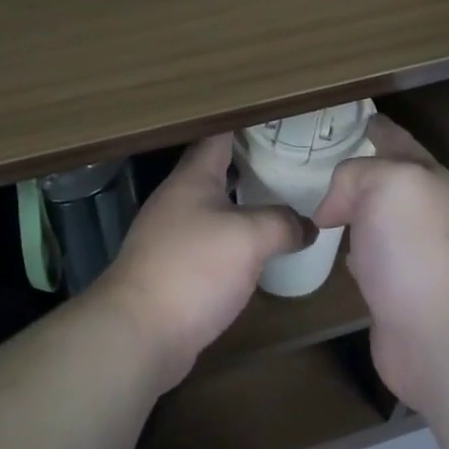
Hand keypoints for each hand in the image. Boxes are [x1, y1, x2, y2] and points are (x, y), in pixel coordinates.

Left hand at [93, 136, 311, 389]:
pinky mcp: (174, 268)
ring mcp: (172, 234)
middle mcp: (178, 199)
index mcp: (192, 178)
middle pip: (217, 170)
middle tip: (293, 159)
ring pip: (215, 207)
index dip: (246, 122)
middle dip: (252, 162)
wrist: (140, 332)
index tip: (278, 117)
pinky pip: (212, 241)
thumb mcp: (249, 238)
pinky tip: (260, 249)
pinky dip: (236, 238)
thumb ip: (283, 223)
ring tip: (284, 200)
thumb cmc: (193, 268)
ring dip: (245, 202)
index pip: (219, 135)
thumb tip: (308, 226)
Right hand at [311, 116, 448, 407]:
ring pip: (373, 216)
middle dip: (357, 166)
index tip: (349, 118)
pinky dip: (350, 246)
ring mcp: (410, 251)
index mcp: (427, 178)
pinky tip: (334, 248)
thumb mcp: (387, 184)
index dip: (374, 126)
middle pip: (385, 178)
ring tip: (317, 200)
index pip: (396, 140)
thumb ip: (355, 174)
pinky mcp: (394, 288)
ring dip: (351, 207)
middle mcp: (422, 210)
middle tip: (315, 159)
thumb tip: (333, 208)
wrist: (442, 336)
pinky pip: (366, 253)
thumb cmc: (415, 249)